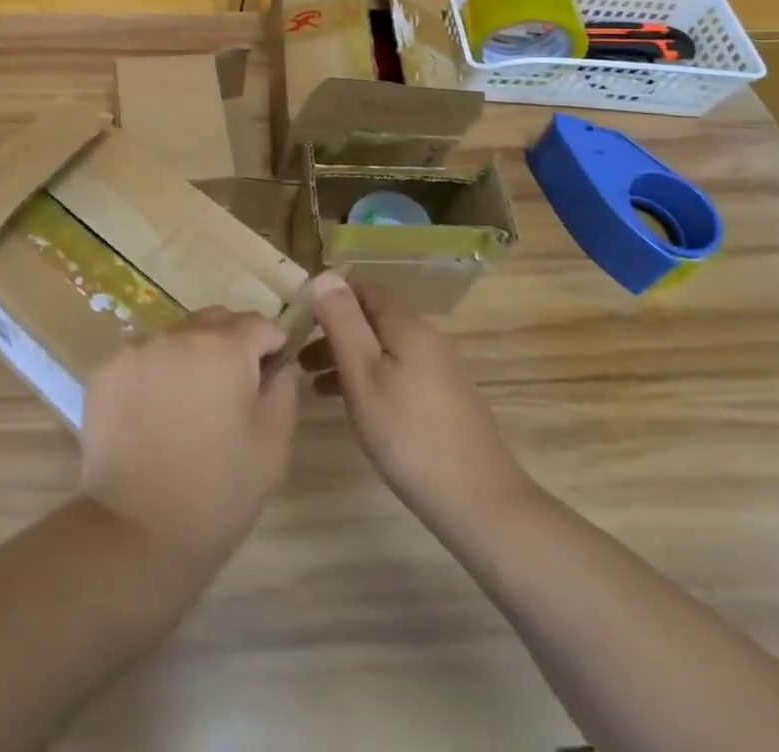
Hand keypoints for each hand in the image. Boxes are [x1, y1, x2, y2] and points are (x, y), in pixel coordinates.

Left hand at [78, 309, 299, 579]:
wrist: (136, 533)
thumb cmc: (217, 492)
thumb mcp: (272, 448)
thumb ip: (283, 393)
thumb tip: (278, 367)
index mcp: (223, 347)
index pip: (258, 324)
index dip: (272, 345)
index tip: (273, 372)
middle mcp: (177, 335)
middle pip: (214, 321)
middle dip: (231, 343)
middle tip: (233, 390)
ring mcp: (135, 351)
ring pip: (175, 338)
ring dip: (190, 358)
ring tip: (189, 407)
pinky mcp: (104, 373)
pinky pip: (142, 360)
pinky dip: (155, 376)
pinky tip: (154, 418)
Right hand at [299, 276, 529, 529]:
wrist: (480, 504)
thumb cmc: (409, 435)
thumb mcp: (363, 375)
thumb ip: (342, 323)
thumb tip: (322, 275)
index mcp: (407, 326)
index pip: (363, 288)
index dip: (329, 296)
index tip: (298, 318)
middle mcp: (426, 338)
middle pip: (372, 320)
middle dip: (333, 332)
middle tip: (298, 358)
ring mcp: (438, 370)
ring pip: (382, 349)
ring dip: (347, 359)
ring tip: (313, 386)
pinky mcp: (443, 399)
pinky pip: (396, 372)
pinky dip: (368, 379)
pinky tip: (350, 407)